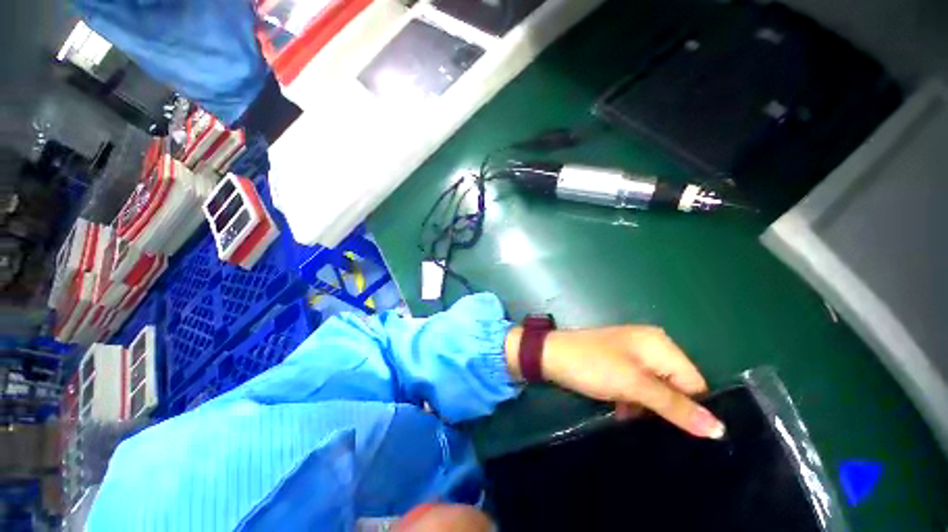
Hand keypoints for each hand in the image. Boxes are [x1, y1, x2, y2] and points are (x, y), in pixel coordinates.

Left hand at [505, 325, 724, 438]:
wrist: (550, 355)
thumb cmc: (592, 365)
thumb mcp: (634, 385)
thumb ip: (675, 406)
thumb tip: (719, 429)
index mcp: (659, 344)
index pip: (694, 383)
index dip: (690, 408)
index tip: (682, 434)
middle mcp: (650, 346)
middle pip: (675, 386)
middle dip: (666, 409)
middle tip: (658, 432)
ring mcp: (631, 355)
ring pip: (654, 389)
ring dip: (647, 408)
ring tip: (636, 423)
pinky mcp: (617, 364)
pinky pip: (636, 387)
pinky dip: (632, 401)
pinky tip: (622, 414)